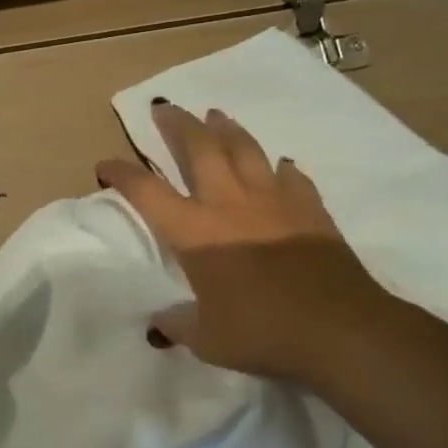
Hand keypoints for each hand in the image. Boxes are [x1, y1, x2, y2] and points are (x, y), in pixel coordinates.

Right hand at [96, 101, 399, 379]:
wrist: (342, 331)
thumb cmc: (263, 333)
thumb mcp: (208, 340)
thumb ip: (179, 325)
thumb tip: (161, 322)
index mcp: (194, 232)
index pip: (146, 192)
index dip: (121, 174)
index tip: (105, 166)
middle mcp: (228, 205)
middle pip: (199, 149)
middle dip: (177, 125)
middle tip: (165, 108)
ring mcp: (273, 203)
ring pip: (245, 150)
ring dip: (227, 129)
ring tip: (215, 115)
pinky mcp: (310, 211)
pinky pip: (292, 178)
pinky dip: (282, 169)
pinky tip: (280, 165)